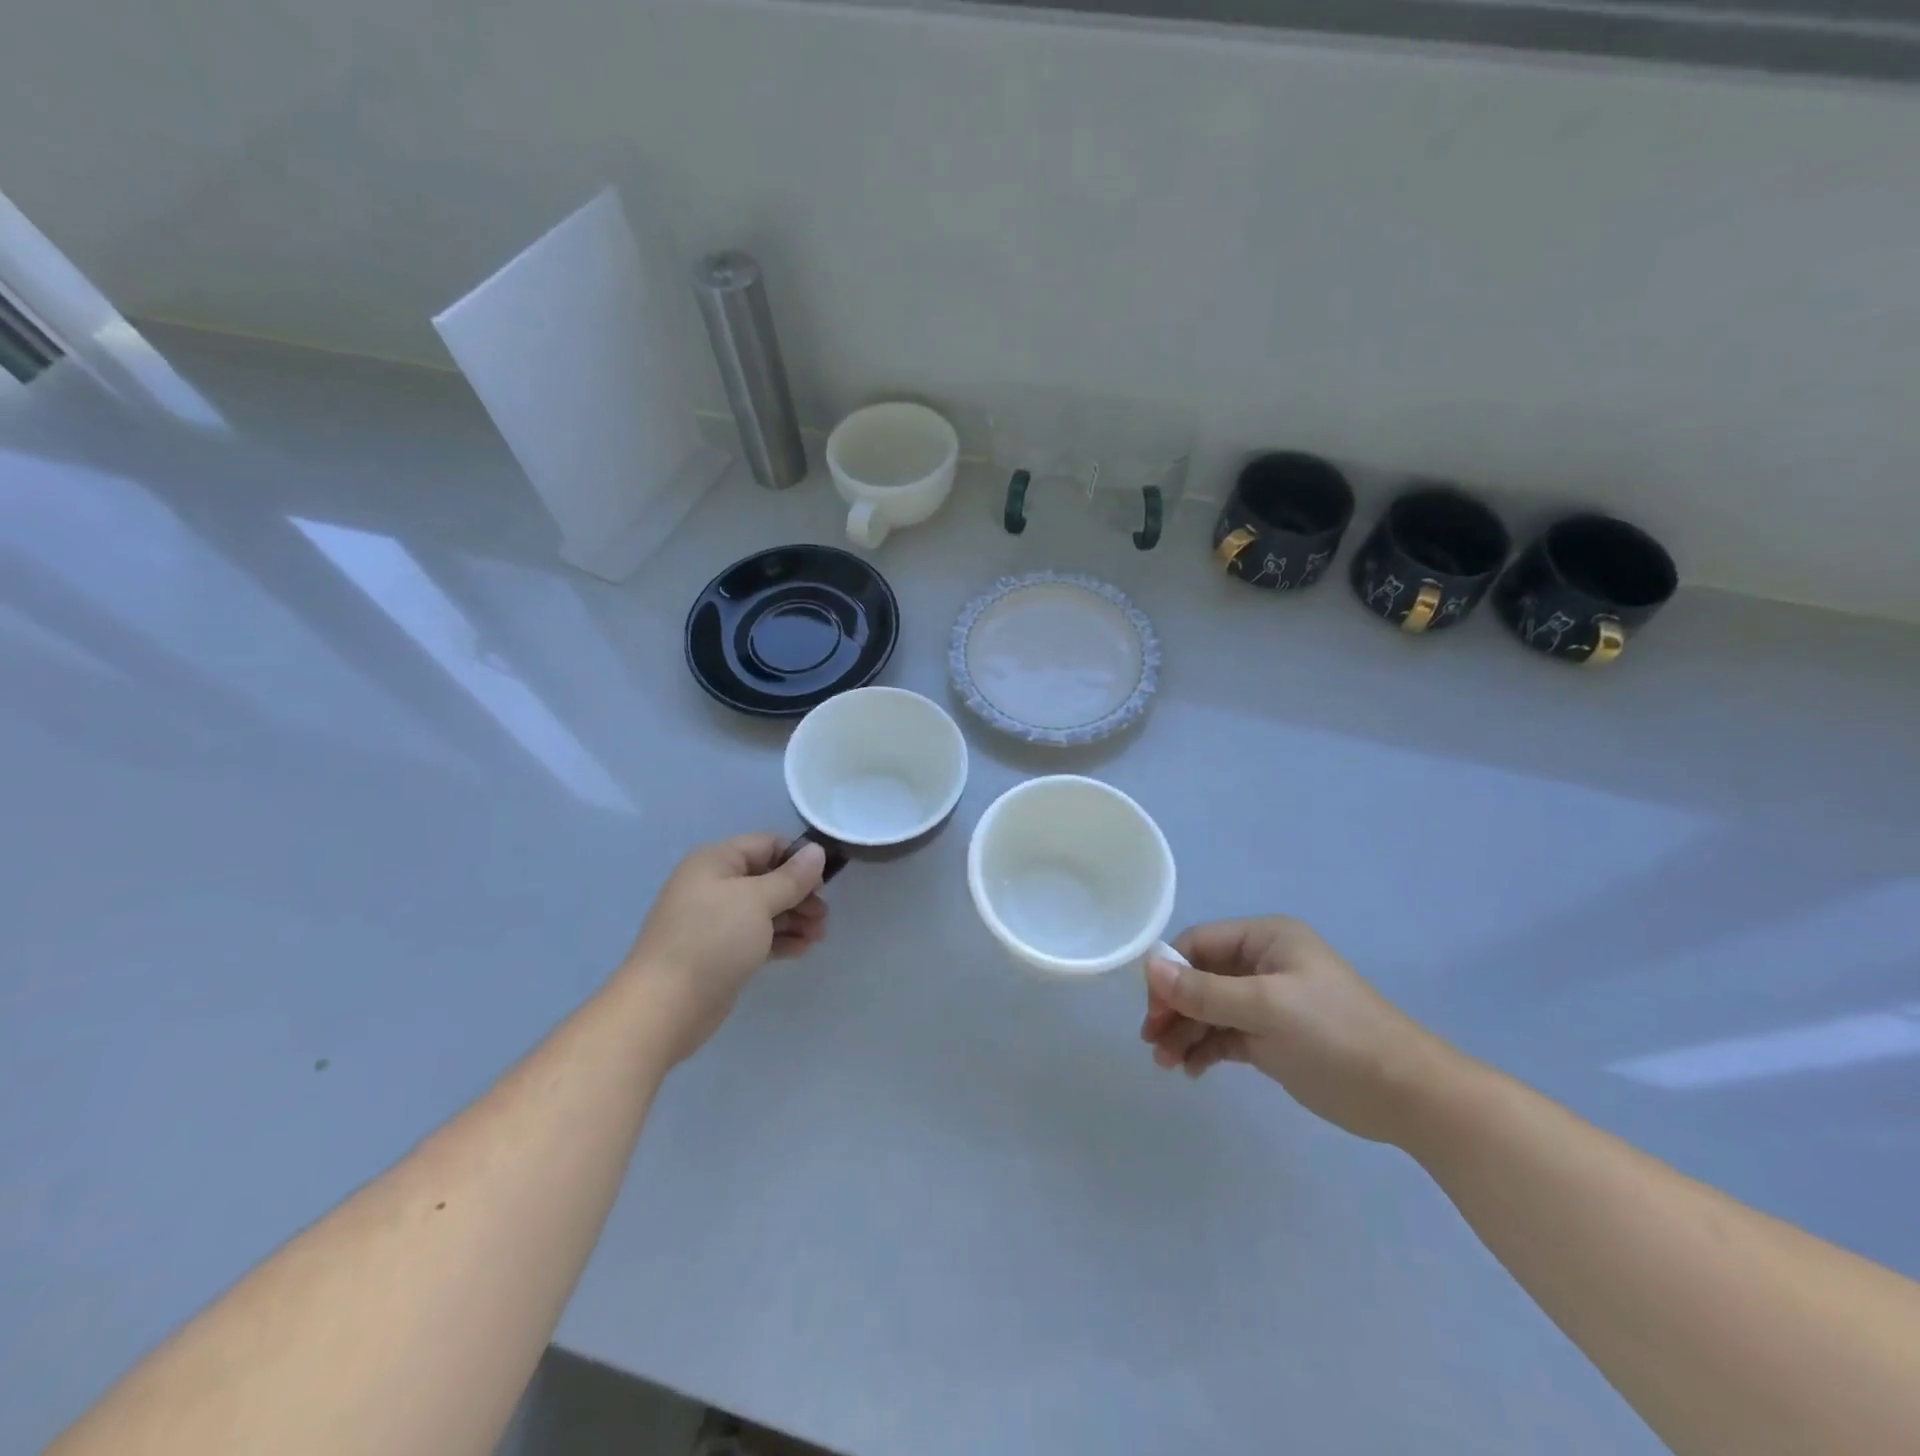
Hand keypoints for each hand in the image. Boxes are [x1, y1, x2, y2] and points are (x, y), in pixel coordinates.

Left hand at [622, 835, 827, 1063]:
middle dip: (800, 894)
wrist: (666, 1006)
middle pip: (768, 879)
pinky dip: (780, 939)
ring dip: (795, 919)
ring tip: (819, 936)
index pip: (766, 845)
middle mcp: (714, 885)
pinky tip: (803, 949)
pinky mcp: (721, 951)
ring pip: (765, 910)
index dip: (797, 859)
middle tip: (823, 915)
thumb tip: (816, 851)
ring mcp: (716, 920)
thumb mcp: (758, 901)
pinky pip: (757, 936)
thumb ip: (791, 877)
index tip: (824, 882)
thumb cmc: (712, 940)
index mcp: (716, 862)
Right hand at [1140, 917, 1454, 1144]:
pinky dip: (1205, 1049)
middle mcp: (1262, 964)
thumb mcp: (1266, 1007)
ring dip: (1185, 1032)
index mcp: (1265, 939)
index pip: (1199, 944)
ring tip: (1167, 1064)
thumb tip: (1150, 968)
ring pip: (1209, 1009)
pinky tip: (1191, 1070)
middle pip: (1200, 977)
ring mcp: (1267, 1002)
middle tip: (1153, 1042)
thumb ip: (1205, 990)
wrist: (1407, 1097)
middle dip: (1174, 1007)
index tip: (1153, 1009)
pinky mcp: (1271, 1038)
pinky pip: (1225, 1035)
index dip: (1170, 972)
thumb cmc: (1336, 1036)